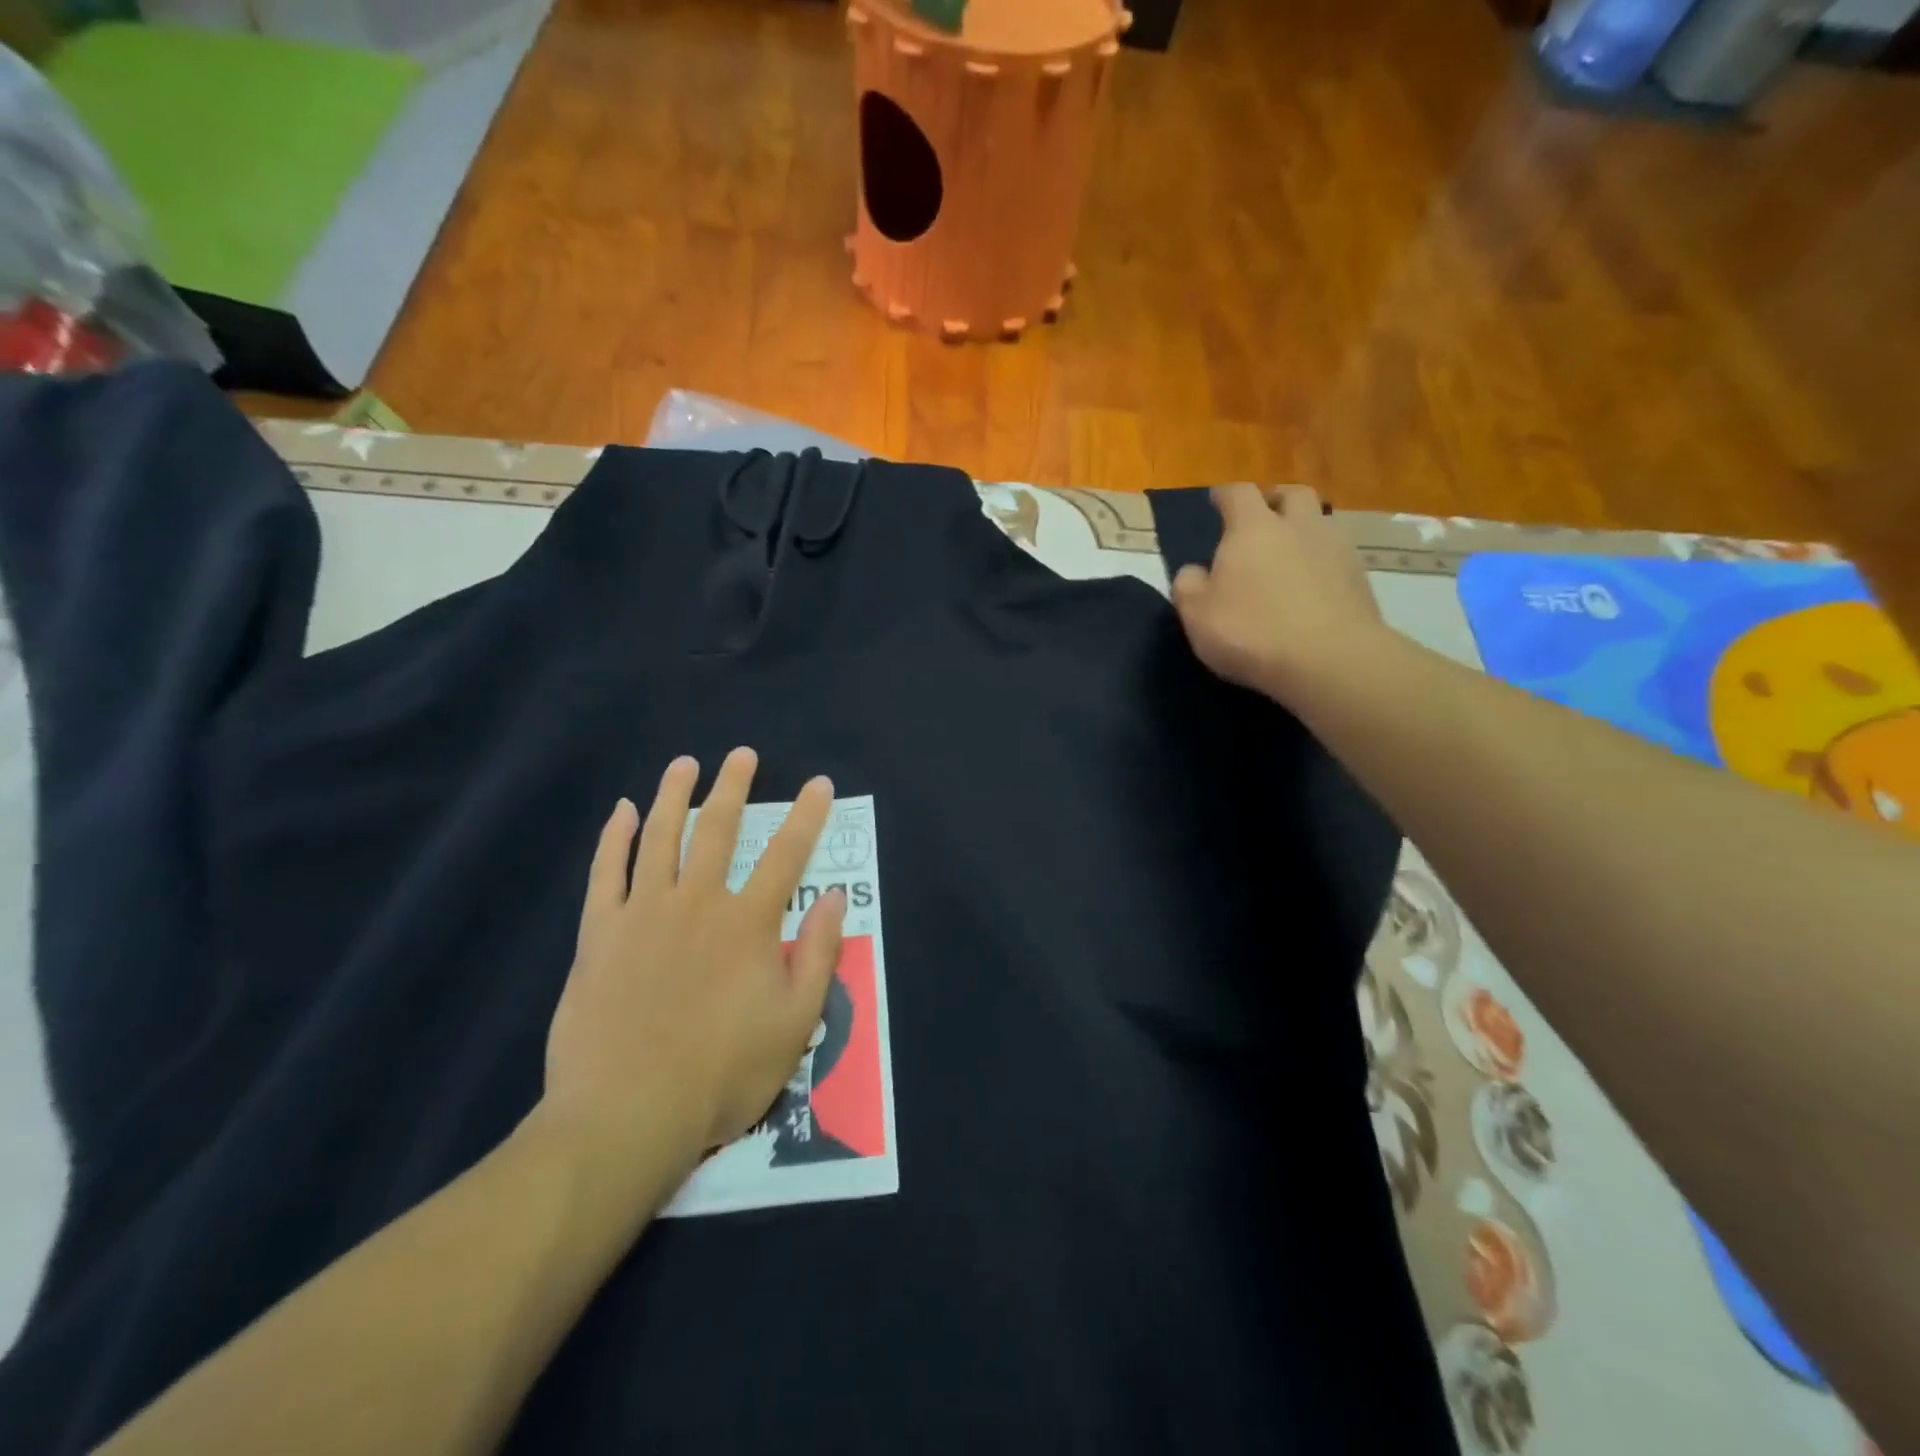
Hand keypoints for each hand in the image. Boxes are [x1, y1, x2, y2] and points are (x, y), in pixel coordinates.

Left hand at [541, 748, 844, 1174]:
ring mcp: (643, 914)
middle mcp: (697, 903)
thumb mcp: (794, 1024)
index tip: (819, 783)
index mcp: (748, 924)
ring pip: (660, 838)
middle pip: (718, 830)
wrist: (625, 1115)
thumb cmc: (721, 1074)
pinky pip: (606, 873)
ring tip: (684, 764)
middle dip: (733, 788)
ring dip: (674, 796)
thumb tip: (836, 899)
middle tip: (741, 755)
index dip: (807, 816)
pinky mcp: (599, 935)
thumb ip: (818, 956)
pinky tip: (623, 812)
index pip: (787, 855)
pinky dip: (615, 838)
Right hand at [1170, 483, 1390, 708]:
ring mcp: (1336, 549)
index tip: (1216, 501)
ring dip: (1304, 530)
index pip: (1237, 493)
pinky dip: (1322, 563)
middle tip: (1262, 517)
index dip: (1224, 495)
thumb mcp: (1197, 615)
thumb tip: (1193, 572)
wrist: (1329, 660)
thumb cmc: (1251, 631)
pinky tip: (1313, 587)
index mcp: (1253, 528)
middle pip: (1292, 494)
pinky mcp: (1360, 579)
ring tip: (1289, 555)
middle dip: (1275, 500)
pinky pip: (1338, 557)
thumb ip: (1188, 586)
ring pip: (1321, 523)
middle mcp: (1298, 526)